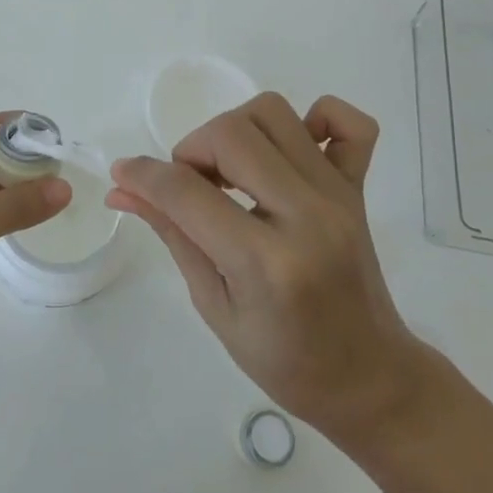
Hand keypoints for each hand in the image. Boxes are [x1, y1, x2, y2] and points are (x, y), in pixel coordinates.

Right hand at [108, 92, 424, 446]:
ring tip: (228, 171)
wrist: (369, 379)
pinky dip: (316, 118)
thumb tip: (123, 189)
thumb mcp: (214, 306)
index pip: (187, 192)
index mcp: (266, 263)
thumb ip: (173, 235)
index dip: (143, 175)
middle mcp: (307, 216)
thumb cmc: (285, 360)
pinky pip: (348, 123)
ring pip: (274, 113)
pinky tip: (288, 149)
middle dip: (192, 150)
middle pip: (231, 134)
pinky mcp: (358, 188)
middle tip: (189, 186)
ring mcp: (338, 196)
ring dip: (235, 130)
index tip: (123, 174)